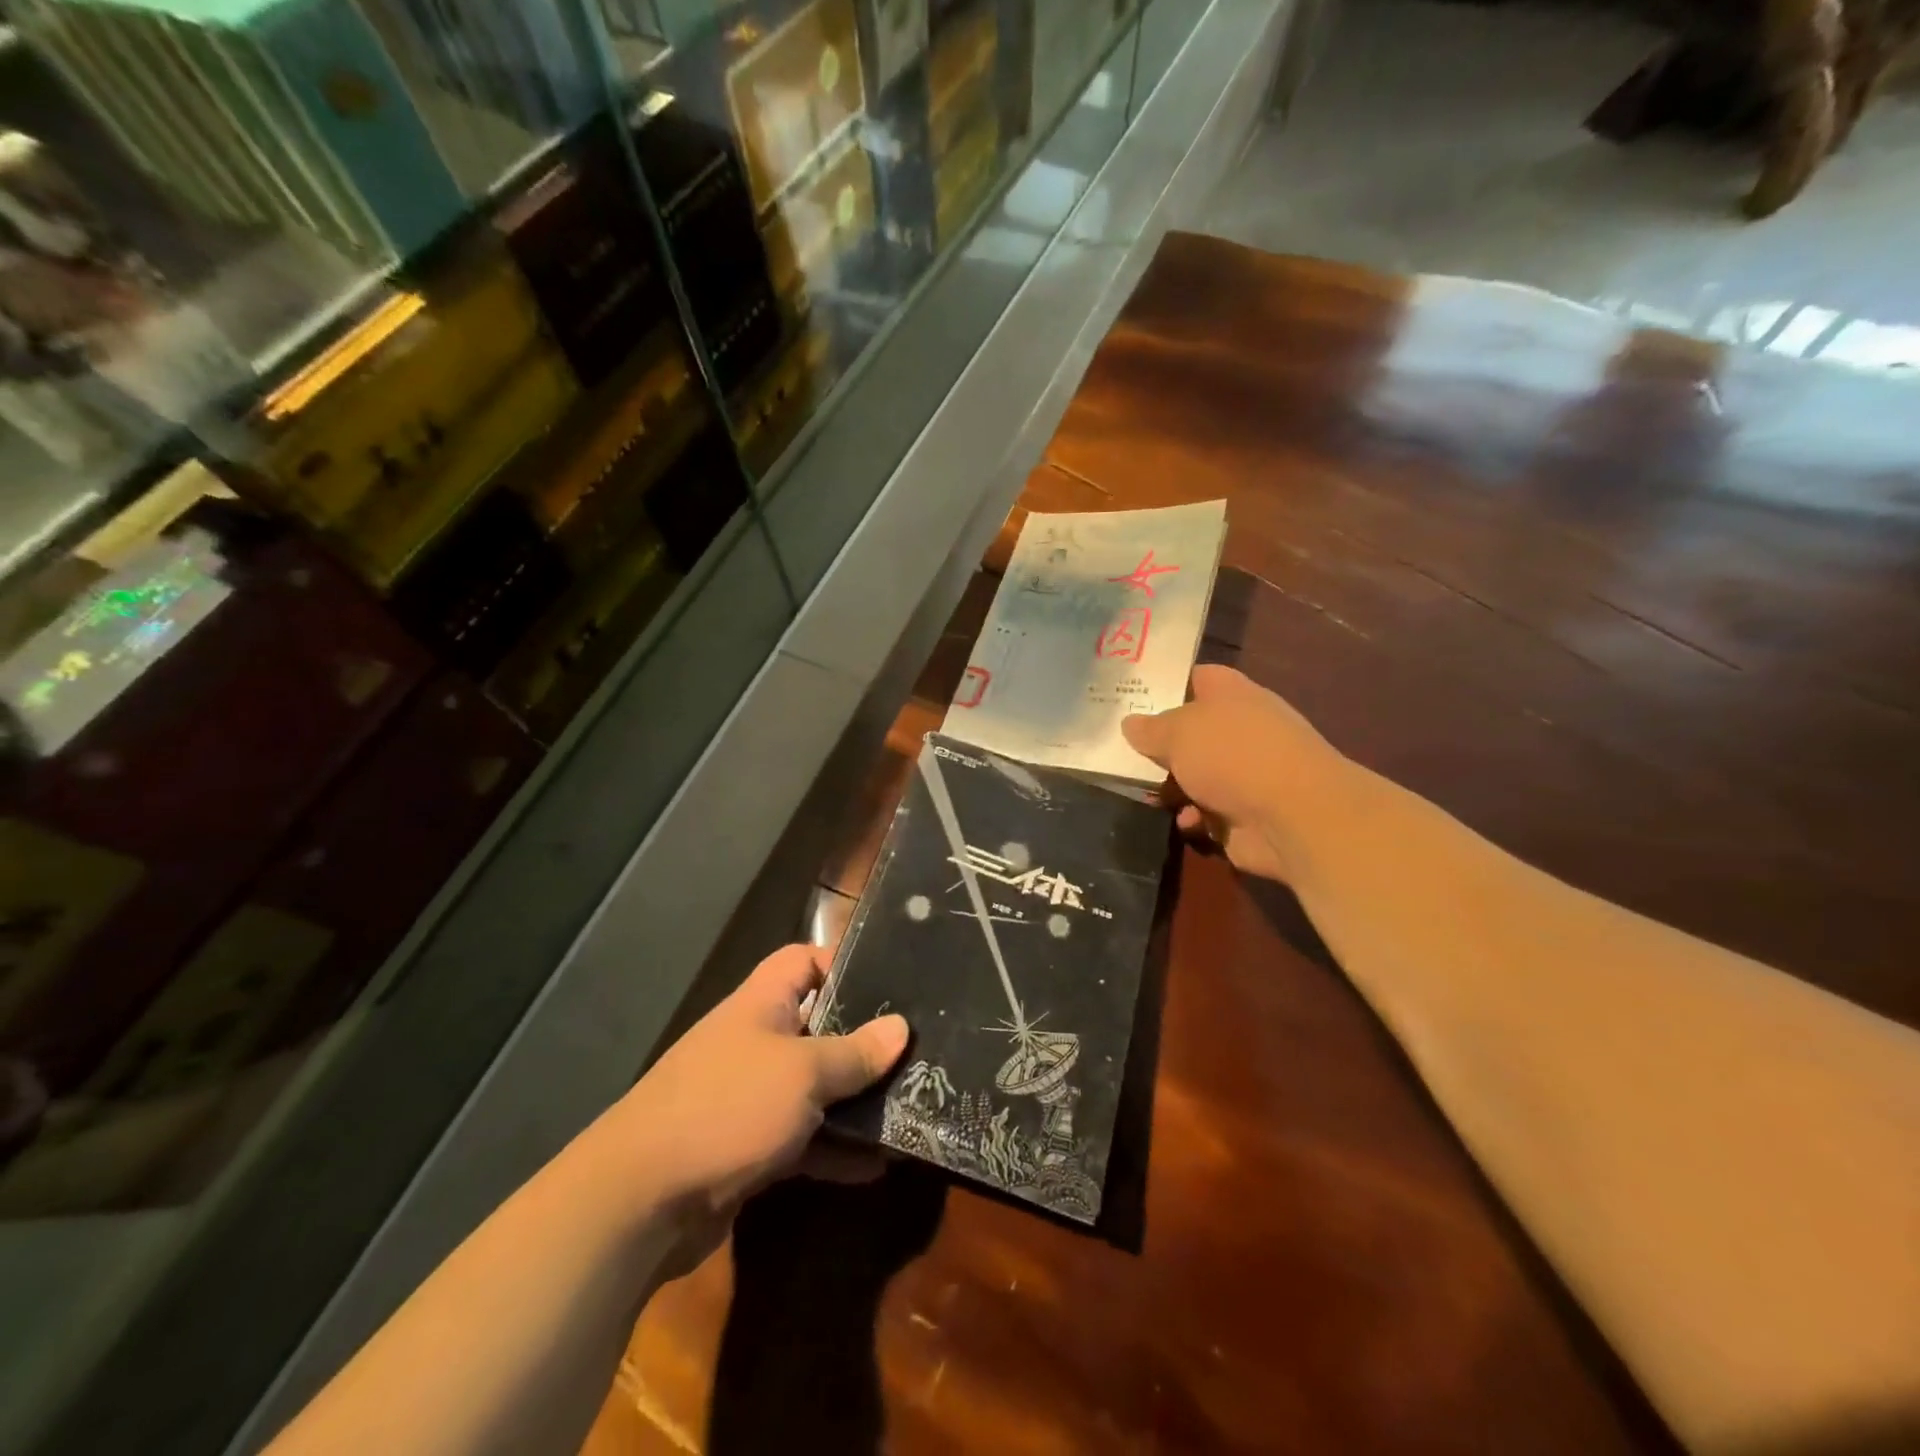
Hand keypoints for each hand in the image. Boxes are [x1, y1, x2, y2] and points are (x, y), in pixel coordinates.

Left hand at [609, 944, 907, 1222]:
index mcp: (762, 1004)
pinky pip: (802, 1139)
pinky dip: (834, 1150)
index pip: (803, 960)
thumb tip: (901, 1028)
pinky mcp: (747, 1148)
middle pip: (817, 1026)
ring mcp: (749, 1096)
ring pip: (814, 1087)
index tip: (889, 982)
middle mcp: (756, 1042)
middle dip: (862, 1040)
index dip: (842, 962)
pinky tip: (876, 1167)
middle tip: (915, 1051)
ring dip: (854, 1101)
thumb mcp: (803, 1073)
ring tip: (908, 1107)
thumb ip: (854, 1052)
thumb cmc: (728, 1107)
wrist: (639, 1202)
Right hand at [1122, 665, 1346, 883]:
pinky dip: (1193, 817)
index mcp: (1231, 694)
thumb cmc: (1233, 755)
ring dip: (1172, 786)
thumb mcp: (1179, 732)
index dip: (1166, 684)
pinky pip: (1207, 812)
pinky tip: (1185, 821)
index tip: (1130, 695)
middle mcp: (1241, 728)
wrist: (1293, 815)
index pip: (1196, 677)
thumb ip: (1150, 728)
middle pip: (1191, 731)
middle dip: (1159, 743)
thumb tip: (1130, 723)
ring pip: (1195, 774)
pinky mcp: (1246, 812)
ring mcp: (1246, 772)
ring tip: (1144, 792)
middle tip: (1118, 749)